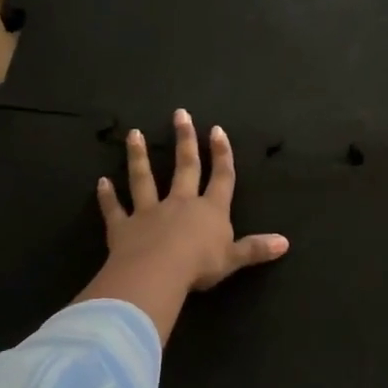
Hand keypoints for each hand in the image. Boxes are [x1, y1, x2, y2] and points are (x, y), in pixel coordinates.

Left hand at [97, 109, 288, 291]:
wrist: (158, 273)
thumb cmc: (200, 265)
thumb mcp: (234, 259)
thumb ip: (256, 249)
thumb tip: (286, 243)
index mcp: (210, 211)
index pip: (220, 177)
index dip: (221, 154)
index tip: (217, 130)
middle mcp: (180, 204)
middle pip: (184, 167)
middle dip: (184, 141)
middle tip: (180, 114)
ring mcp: (150, 212)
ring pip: (144, 179)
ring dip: (139, 157)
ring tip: (134, 134)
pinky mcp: (124, 227)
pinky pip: (114, 209)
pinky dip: (107, 197)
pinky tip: (101, 182)